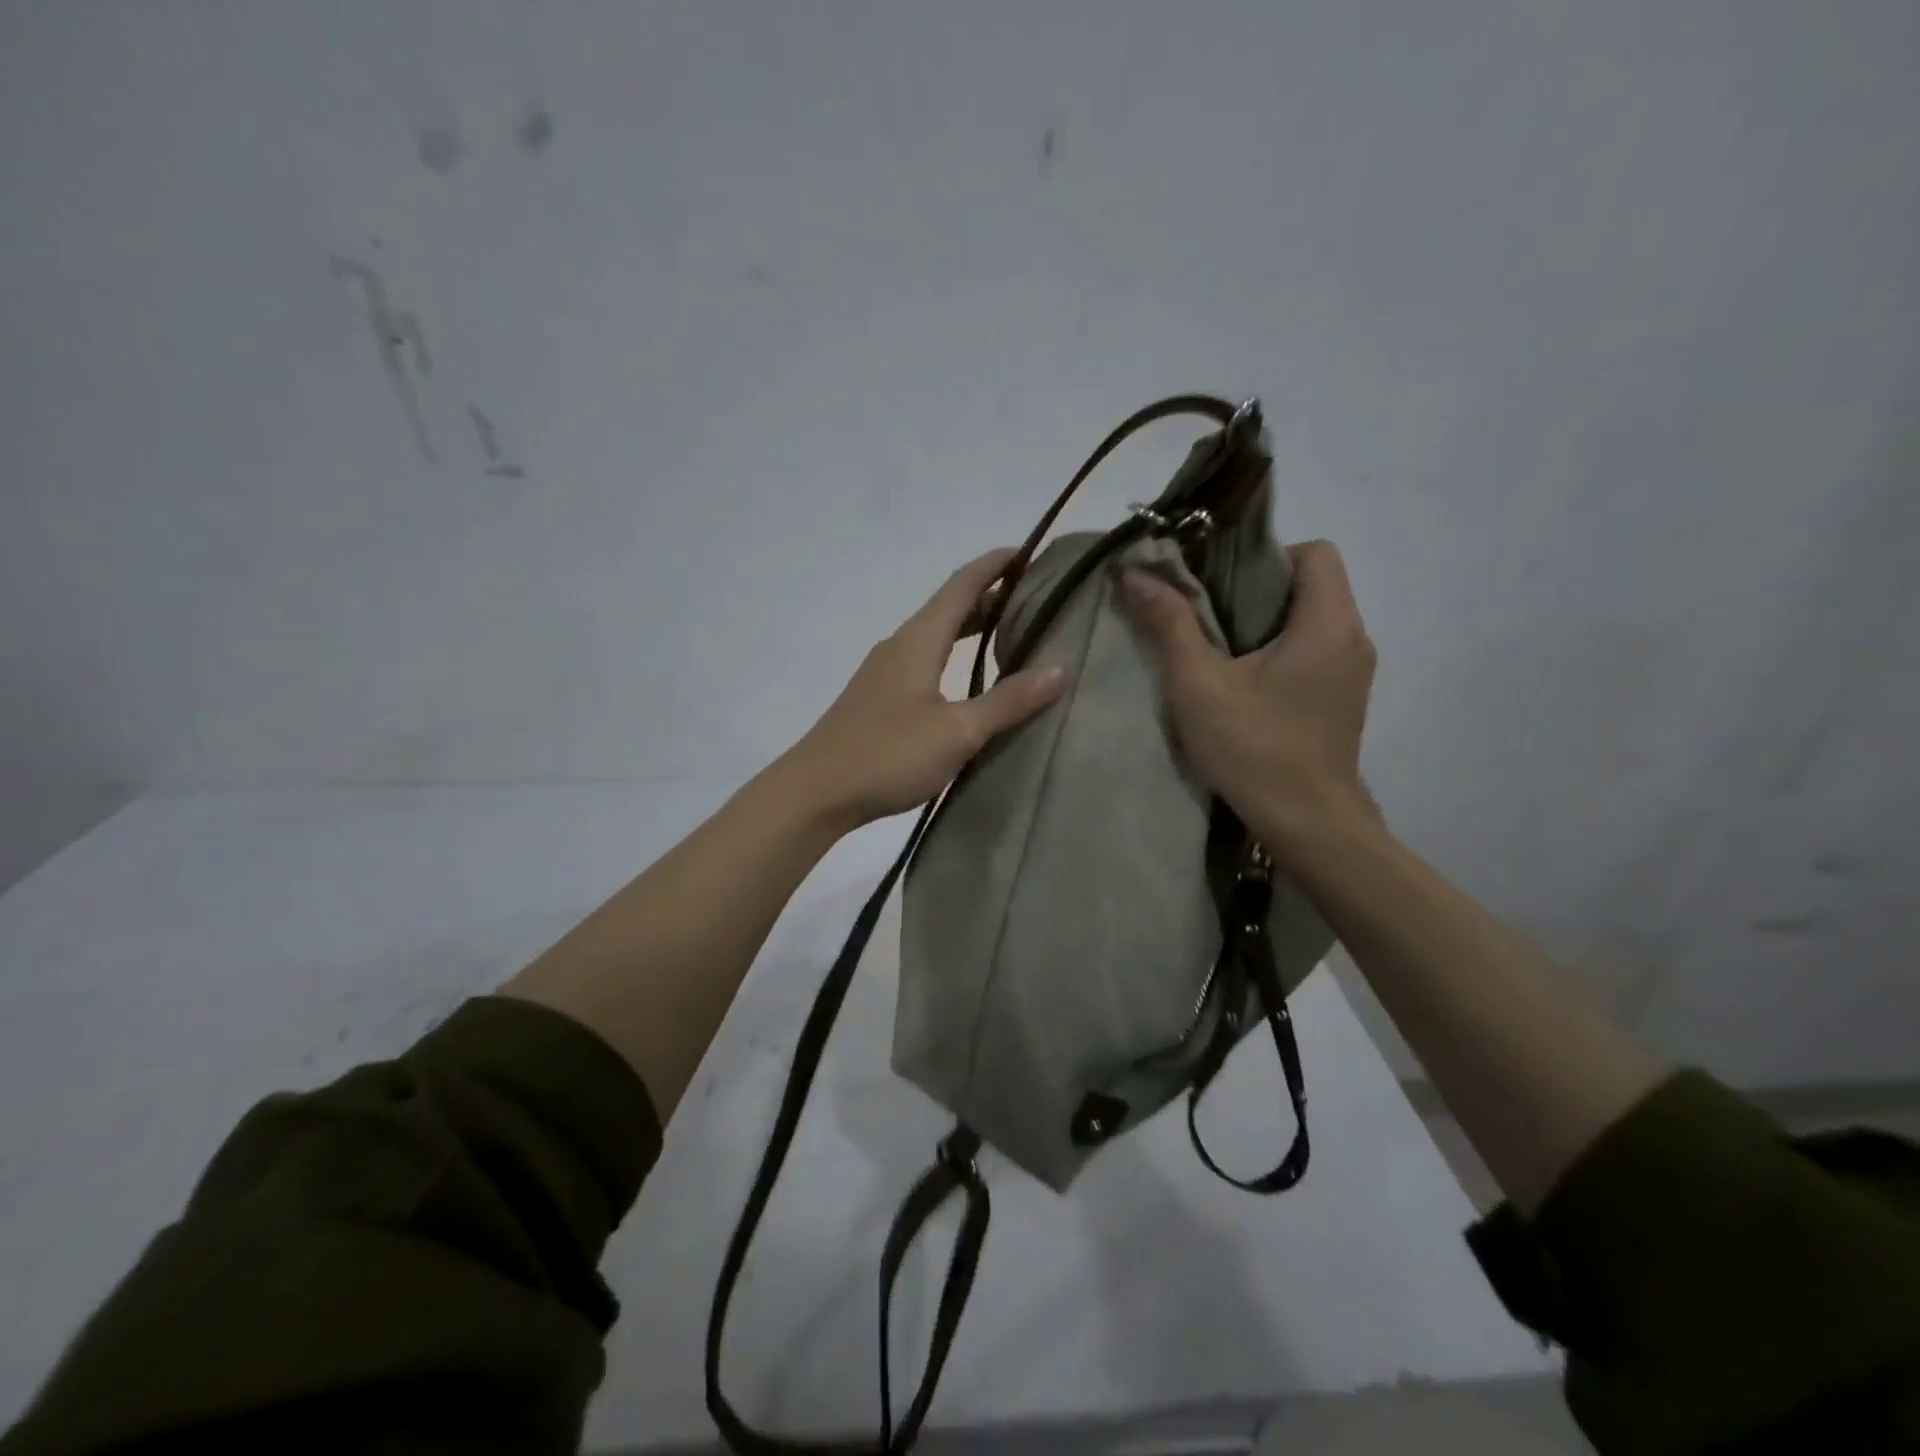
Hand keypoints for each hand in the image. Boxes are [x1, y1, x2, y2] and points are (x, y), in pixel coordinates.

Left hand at [785, 549, 1066, 829]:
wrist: (816, 792)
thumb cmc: (887, 755)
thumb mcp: (957, 731)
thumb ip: (1008, 701)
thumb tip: (1060, 668)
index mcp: (918, 640)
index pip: (963, 585)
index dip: (997, 565)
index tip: (1033, 553)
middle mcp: (900, 646)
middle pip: (950, 607)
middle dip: (992, 596)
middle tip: (1036, 598)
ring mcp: (886, 673)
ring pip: (937, 636)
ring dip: (973, 628)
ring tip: (1013, 634)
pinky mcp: (880, 699)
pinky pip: (926, 661)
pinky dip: (955, 656)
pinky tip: (970, 681)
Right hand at [1121, 540, 1376, 858]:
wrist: (1308, 824)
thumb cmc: (1255, 748)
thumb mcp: (1199, 684)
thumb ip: (1170, 623)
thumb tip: (1135, 572)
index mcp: (1329, 623)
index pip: (1315, 552)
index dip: (1266, 554)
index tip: (1220, 582)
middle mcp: (1353, 638)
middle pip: (1311, 585)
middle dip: (1256, 589)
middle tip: (1205, 612)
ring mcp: (1353, 672)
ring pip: (1311, 620)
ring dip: (1266, 623)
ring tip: (1217, 647)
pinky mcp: (1343, 700)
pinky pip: (1313, 652)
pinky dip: (1279, 651)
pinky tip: (1242, 683)